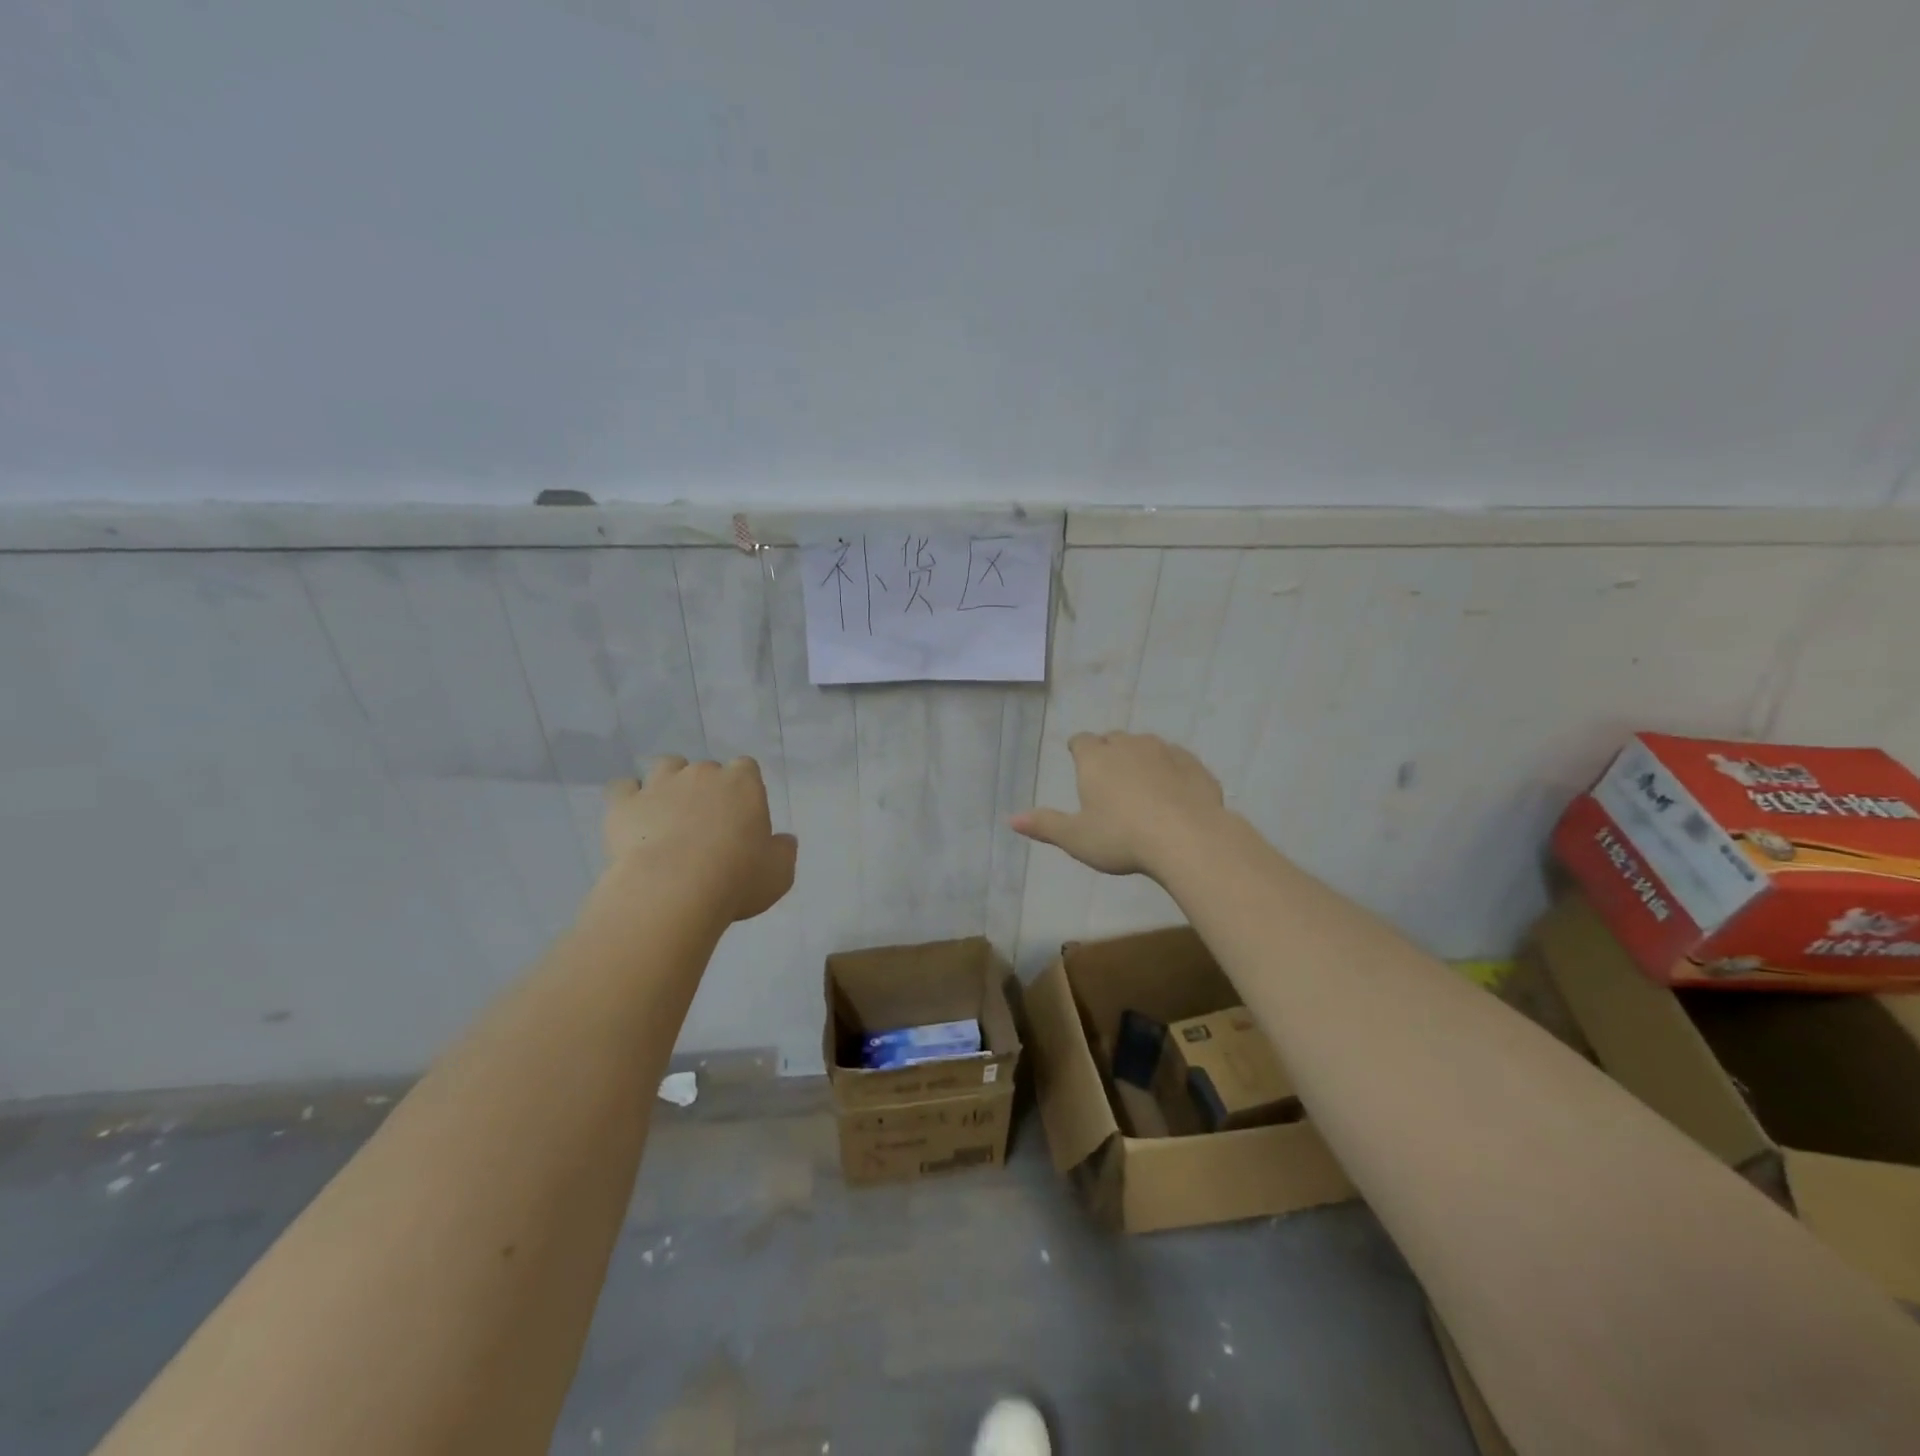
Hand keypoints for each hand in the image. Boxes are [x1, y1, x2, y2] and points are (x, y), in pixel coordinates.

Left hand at [601, 757, 797, 922]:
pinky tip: (632, 818)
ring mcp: (660, 784)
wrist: (673, 890)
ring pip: (665, 766)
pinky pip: (623, 787)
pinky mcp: (624, 803)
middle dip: (706, 788)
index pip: (746, 767)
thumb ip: (783, 851)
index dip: (743, 788)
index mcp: (743, 783)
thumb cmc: (736, 879)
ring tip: (667, 813)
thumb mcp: (779, 873)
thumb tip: (784, 840)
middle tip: (705, 823)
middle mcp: (702, 773)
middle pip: (705, 768)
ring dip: (668, 783)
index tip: (741, 814)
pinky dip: (628, 798)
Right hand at [1010, 732, 1225, 878]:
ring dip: (1142, 758)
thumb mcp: (1076, 838)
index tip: (1078, 759)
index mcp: (1096, 759)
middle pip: (1114, 739)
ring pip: (1148, 745)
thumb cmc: (1121, 837)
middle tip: (1109, 776)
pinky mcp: (1195, 765)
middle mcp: (1129, 745)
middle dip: (1109, 751)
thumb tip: (1011, 819)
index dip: (1078, 749)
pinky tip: (1174, 793)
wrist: (1188, 838)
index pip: (1081, 742)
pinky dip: (1172, 772)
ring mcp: (1166, 752)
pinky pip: (1178, 761)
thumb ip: (1045, 825)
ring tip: (1142, 784)